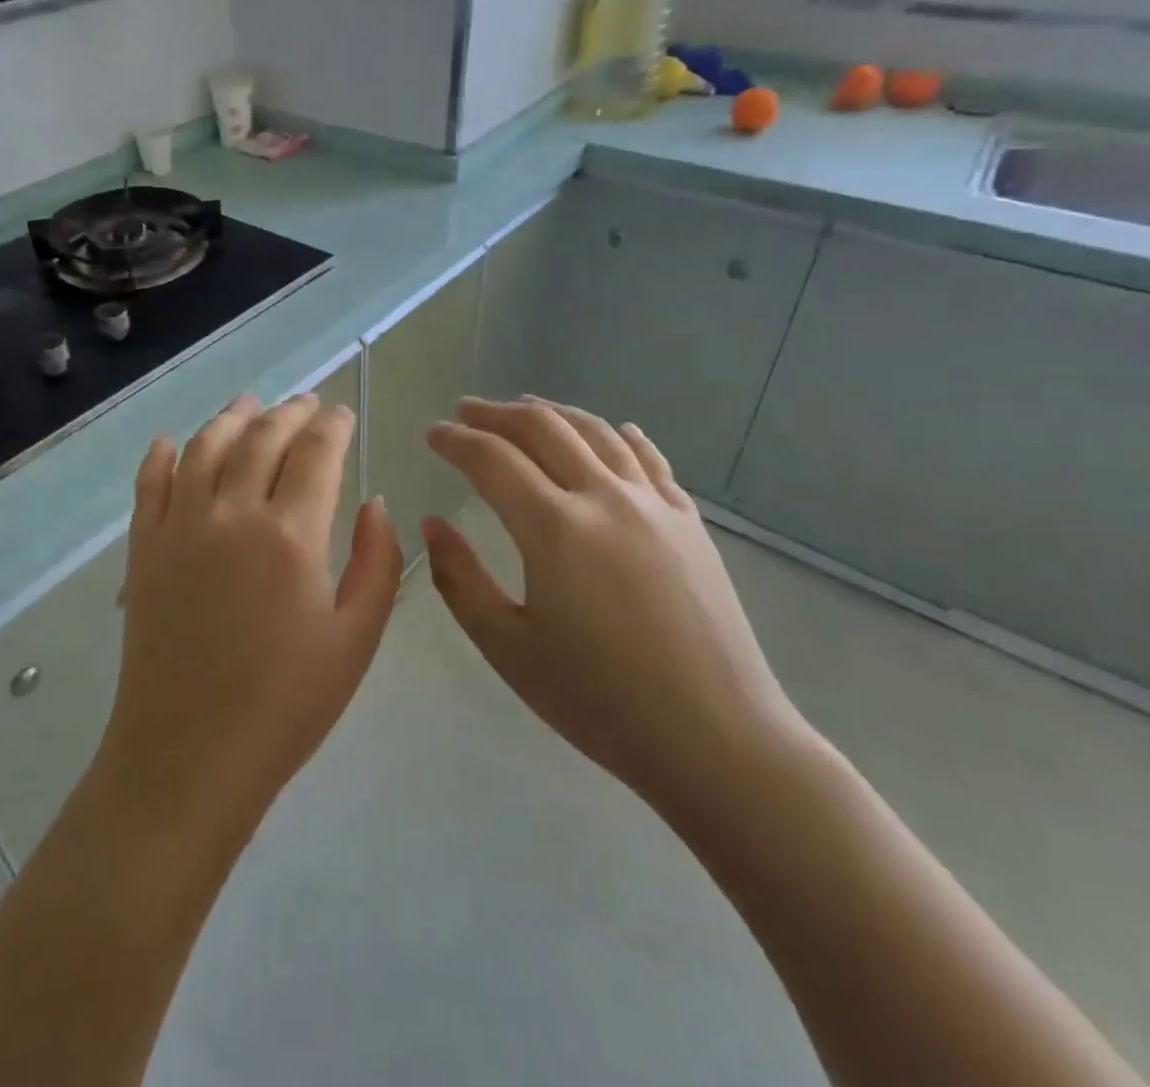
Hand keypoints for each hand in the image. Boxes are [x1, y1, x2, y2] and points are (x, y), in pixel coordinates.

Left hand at [101, 394, 404, 831]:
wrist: (188, 756)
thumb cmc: (285, 705)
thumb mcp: (356, 640)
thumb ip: (377, 563)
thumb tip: (375, 503)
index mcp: (291, 535)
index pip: (316, 453)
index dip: (333, 426)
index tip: (342, 415)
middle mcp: (232, 513)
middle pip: (263, 437)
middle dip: (290, 412)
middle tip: (307, 403)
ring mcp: (180, 526)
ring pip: (205, 447)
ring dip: (231, 416)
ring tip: (250, 402)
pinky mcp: (143, 549)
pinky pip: (149, 484)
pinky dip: (161, 455)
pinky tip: (169, 441)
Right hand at [422, 398, 806, 809]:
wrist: (717, 739)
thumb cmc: (600, 701)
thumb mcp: (508, 647)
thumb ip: (459, 578)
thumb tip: (432, 522)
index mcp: (554, 529)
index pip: (492, 459)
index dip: (456, 440)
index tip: (432, 433)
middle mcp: (604, 498)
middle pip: (543, 428)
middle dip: (496, 413)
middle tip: (465, 410)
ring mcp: (654, 505)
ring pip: (596, 432)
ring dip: (552, 413)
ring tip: (524, 408)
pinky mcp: (689, 522)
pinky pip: (649, 459)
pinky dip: (621, 436)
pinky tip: (614, 431)